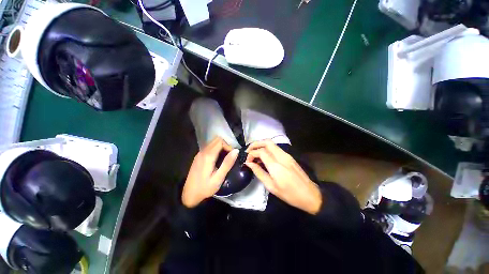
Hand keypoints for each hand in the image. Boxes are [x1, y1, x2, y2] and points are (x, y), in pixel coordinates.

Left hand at [182, 137, 238, 207]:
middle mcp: (203, 151)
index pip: (220, 142)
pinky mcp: (198, 156)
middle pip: (216, 140)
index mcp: (208, 156)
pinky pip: (209, 147)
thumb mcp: (219, 178)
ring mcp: (199, 153)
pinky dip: (216, 149)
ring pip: (213, 143)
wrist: (189, 195)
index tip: (232, 155)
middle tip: (230, 156)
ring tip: (225, 158)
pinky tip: (218, 159)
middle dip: (225, 145)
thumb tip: (236, 151)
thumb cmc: (205, 188)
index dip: (228, 146)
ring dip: (221, 147)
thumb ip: (227, 163)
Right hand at [245, 140, 321, 214]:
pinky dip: (267, 149)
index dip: (252, 153)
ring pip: (272, 144)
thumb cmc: (289, 194)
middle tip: (248, 151)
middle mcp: (282, 157)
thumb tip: (249, 163)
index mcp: (276, 165)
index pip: (261, 151)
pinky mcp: (289, 157)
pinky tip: (264, 157)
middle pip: (267, 142)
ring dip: (261, 145)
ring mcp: (287, 155)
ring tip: (254, 153)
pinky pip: (276, 148)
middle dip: (256, 144)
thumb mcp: (271, 187)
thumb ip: (259, 172)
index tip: (247, 160)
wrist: (310, 195)